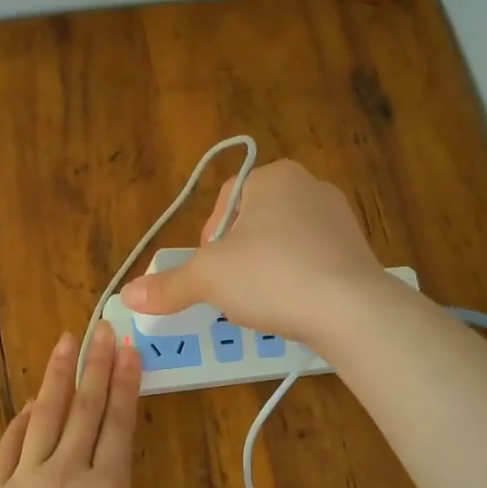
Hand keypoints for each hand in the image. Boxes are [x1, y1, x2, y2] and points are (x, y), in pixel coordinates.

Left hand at [0, 323, 167, 487]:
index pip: (119, 424)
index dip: (126, 384)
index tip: (129, 350)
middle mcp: (67, 474)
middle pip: (85, 408)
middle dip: (97, 365)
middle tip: (104, 328)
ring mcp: (24, 479)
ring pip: (46, 415)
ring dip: (59, 376)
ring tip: (68, 342)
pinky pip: (10, 444)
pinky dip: (23, 418)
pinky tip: (32, 401)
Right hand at [118, 159, 386, 346]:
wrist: (351, 310)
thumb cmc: (271, 276)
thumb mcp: (208, 279)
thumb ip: (168, 285)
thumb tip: (126, 296)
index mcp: (274, 177)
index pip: (226, 200)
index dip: (209, 237)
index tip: (210, 270)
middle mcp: (310, 187)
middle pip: (255, 222)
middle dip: (238, 257)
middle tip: (232, 290)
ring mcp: (341, 219)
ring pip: (285, 244)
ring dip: (267, 271)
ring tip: (262, 304)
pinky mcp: (359, 252)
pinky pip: (315, 263)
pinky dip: (298, 282)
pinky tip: (294, 308)